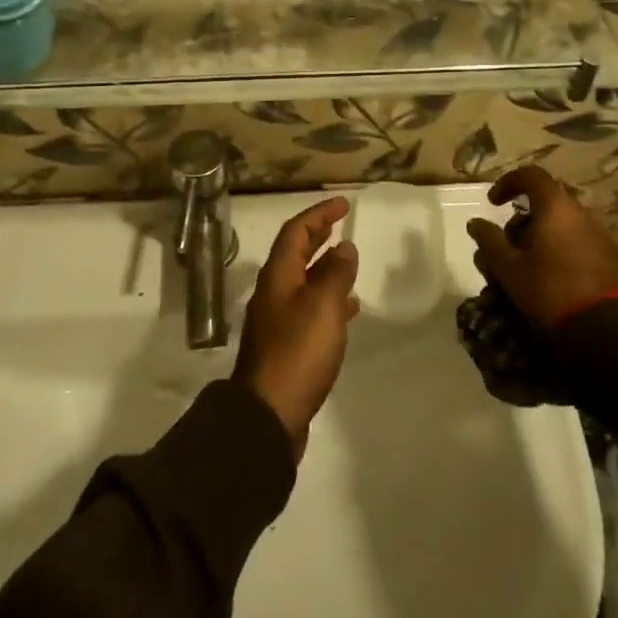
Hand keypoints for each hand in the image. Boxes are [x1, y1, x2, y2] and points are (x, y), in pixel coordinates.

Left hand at [233, 198, 359, 458]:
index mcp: (278, 277)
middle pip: (295, 253)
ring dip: (324, 266)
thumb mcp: (323, 307)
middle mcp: (274, 292)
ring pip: (303, 281)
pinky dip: (329, 300)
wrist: (269, 414)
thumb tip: (344, 246)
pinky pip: (309, 309)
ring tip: (349, 261)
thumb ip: (336, 274)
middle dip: (317, 235)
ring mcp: (278, 320)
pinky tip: (348, 308)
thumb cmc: (297, 352)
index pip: (296, 232)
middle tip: (340, 223)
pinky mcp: (287, 346)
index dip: (318, 214)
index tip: (343, 203)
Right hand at [466, 167, 617, 330]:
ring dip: (538, 244)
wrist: (612, 332)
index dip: (507, 183)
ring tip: (523, 274)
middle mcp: (582, 214)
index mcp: (556, 207)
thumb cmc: (551, 289)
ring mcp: (601, 237)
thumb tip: (475, 222)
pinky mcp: (613, 261)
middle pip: (544, 207)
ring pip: (560, 230)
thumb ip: (489, 240)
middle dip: (520, 226)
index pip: (530, 175)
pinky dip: (558, 256)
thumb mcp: (509, 267)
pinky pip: (577, 247)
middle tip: (505, 251)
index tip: (493, 203)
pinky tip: (549, 284)